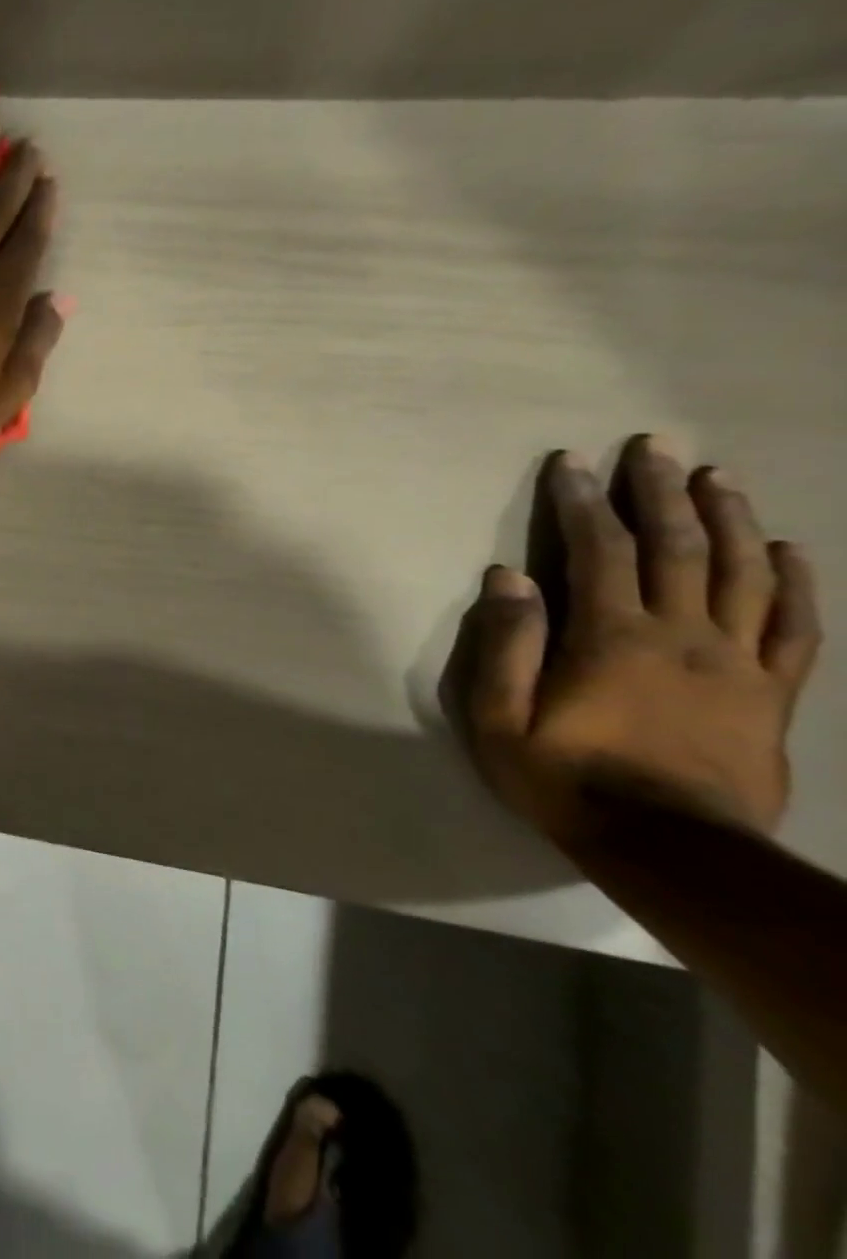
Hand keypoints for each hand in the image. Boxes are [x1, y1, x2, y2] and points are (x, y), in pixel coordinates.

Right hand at [450, 437, 821, 843]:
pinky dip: (794, 583)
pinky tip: (788, 551)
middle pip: (677, 547)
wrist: (669, 849)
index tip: (572, 463)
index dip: (583, 502)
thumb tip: (507, 577)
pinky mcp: (771, 693)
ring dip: (729, 519)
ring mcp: (738, 663)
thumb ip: (505, 645)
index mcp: (613, 639)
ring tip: (716, 476)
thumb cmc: (565, 779)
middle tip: (654, 445)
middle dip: (660, 491)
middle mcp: (683, 636)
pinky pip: (794, 627)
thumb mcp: (500, 718)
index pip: (599, 551)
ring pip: (742, 574)